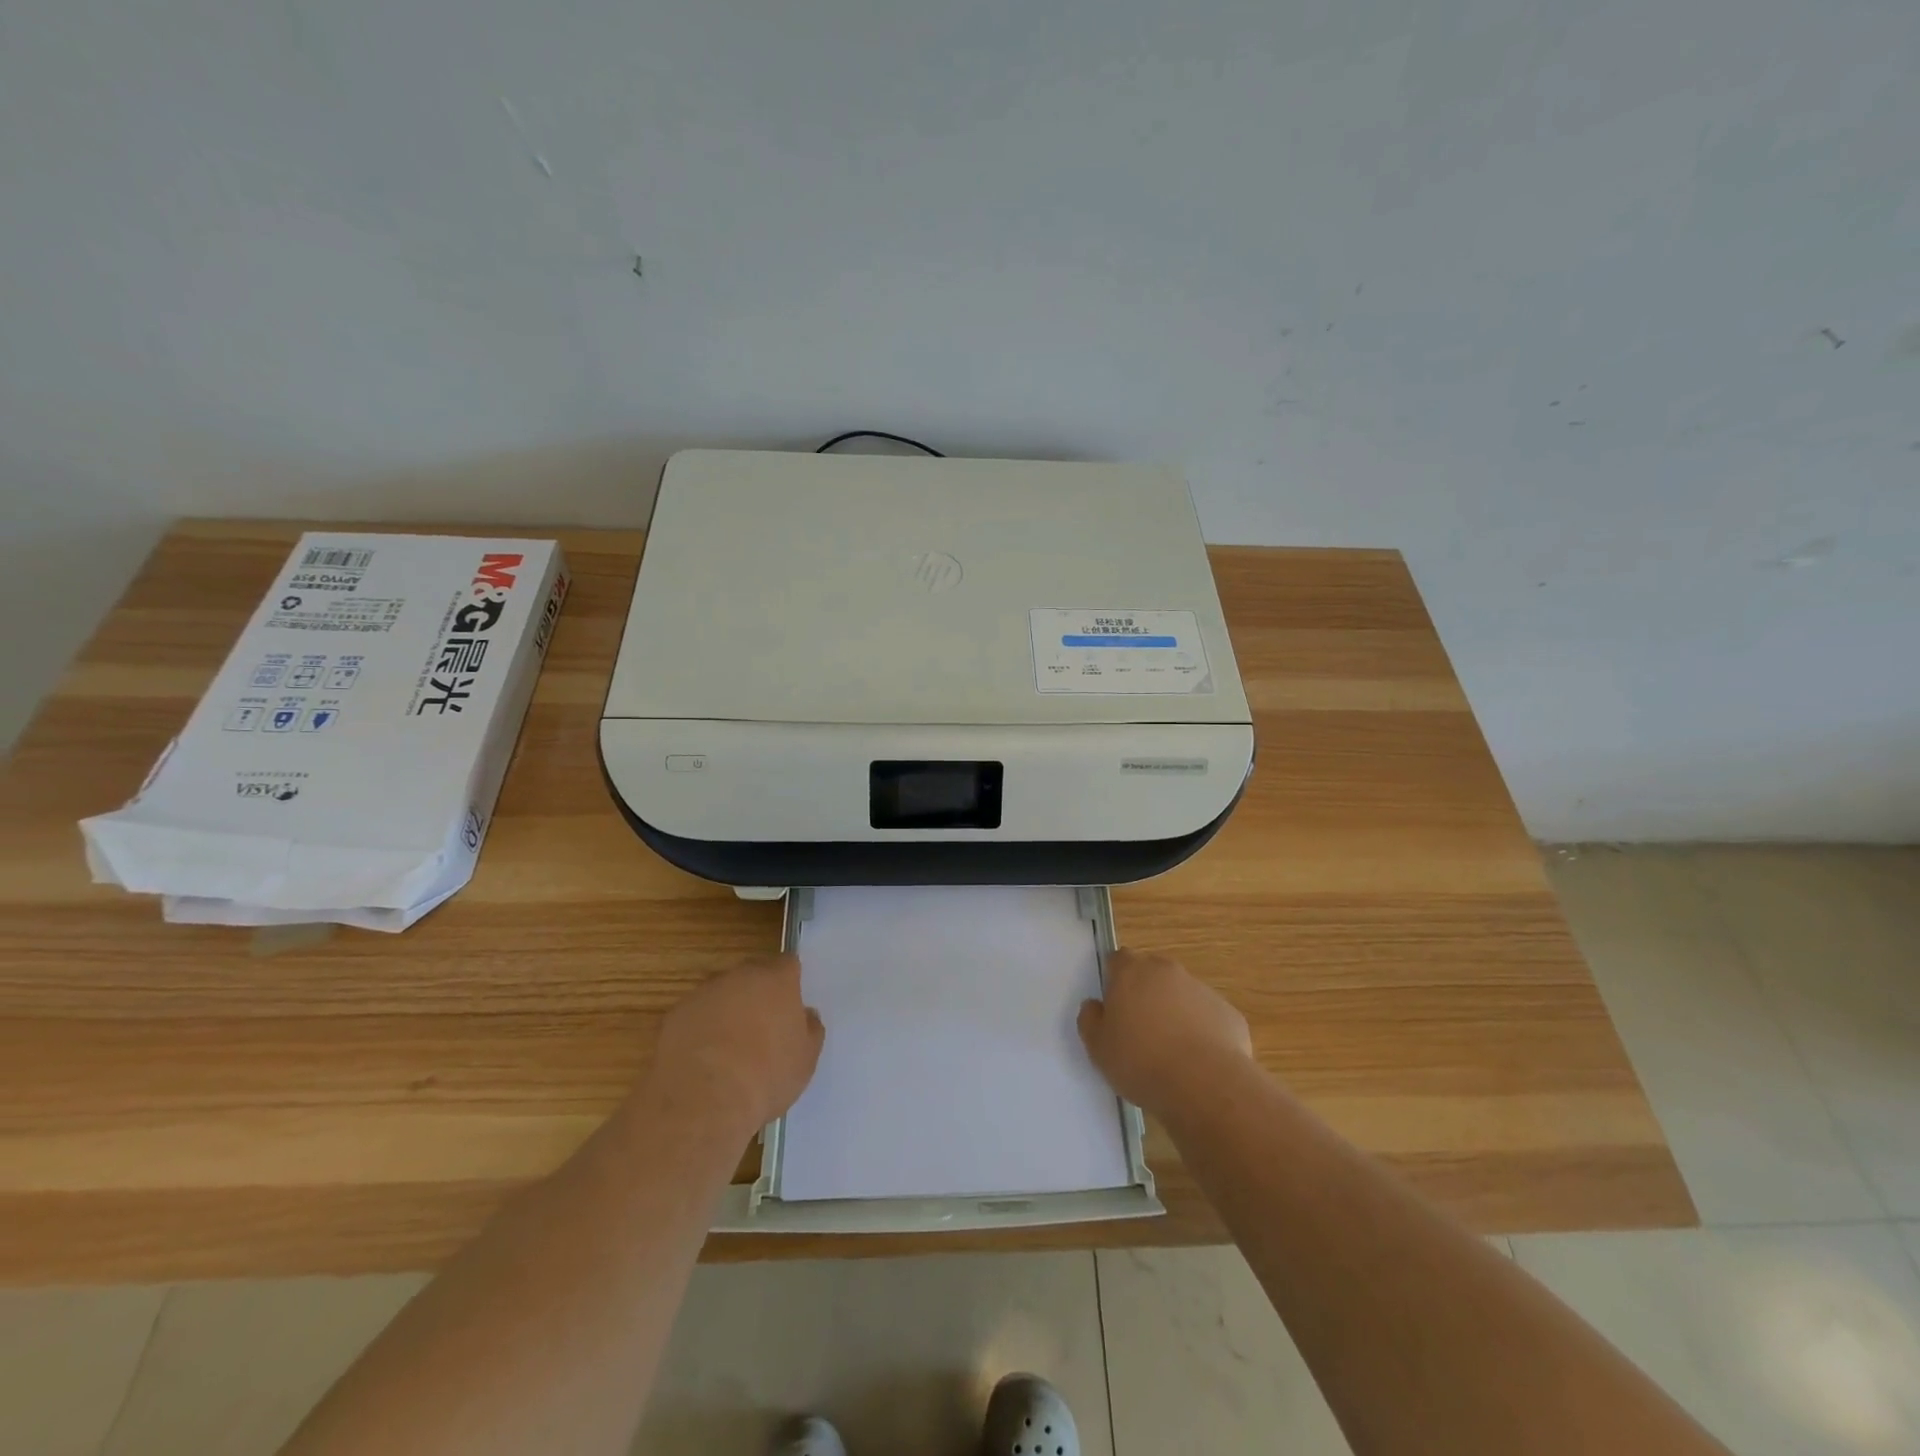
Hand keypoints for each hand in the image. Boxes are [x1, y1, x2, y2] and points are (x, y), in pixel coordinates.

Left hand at [647, 954, 824, 1138]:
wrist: (703, 1102)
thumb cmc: (766, 1076)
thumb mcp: (806, 1059)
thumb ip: (809, 1028)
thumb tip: (805, 1015)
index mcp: (776, 979)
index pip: (788, 963)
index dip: (790, 982)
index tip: (790, 1005)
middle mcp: (739, 976)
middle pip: (752, 975)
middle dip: (757, 994)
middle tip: (762, 1028)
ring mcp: (703, 994)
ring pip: (721, 995)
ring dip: (727, 1012)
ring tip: (729, 1050)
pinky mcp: (675, 1015)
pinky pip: (695, 1016)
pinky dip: (701, 1031)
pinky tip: (704, 1061)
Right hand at [1078, 948, 1253, 1116]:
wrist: (1205, 1085)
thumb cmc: (1141, 1062)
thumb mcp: (1098, 1048)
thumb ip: (1090, 1020)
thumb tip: (1094, 1006)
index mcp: (1131, 972)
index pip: (1118, 959)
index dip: (1114, 978)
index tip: (1114, 1003)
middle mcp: (1167, 971)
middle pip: (1152, 971)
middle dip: (1145, 991)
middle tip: (1139, 1026)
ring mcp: (1202, 990)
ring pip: (1182, 993)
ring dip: (1174, 1010)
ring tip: (1171, 1049)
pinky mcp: (1228, 1013)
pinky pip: (1207, 1016)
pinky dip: (1201, 1030)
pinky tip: (1197, 1061)